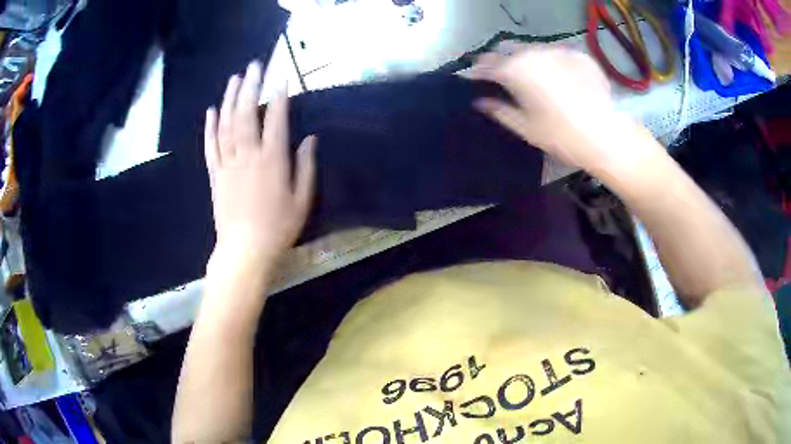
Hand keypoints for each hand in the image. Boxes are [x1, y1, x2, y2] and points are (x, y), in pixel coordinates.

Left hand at [204, 61, 315, 270]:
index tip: (282, 76)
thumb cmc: (278, 228)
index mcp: (271, 161)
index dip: (279, 96)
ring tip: (234, 79)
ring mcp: (227, 164)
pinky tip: (211, 110)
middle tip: (254, 65)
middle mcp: (247, 156)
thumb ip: (305, 167)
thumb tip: (309, 139)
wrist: (244, 251)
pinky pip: (210, 146)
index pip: (276, 120)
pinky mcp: (215, 174)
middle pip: (246, 114)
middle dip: (251, 87)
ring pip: (226, 125)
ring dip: (230, 99)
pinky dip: (210, 126)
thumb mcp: (302, 200)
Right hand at [470, 44, 662, 177]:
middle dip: (501, 60)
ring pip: (532, 48)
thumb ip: (499, 110)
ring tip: (534, 77)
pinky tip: (560, 78)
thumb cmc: (561, 136)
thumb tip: (480, 102)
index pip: (485, 64)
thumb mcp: (525, 128)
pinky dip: (551, 62)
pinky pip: (556, 53)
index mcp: (514, 71)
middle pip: (507, 49)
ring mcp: (557, 50)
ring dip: (526, 59)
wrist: (605, 135)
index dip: (477, 72)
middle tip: (504, 77)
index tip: (475, 80)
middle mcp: (532, 53)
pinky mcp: (577, 54)